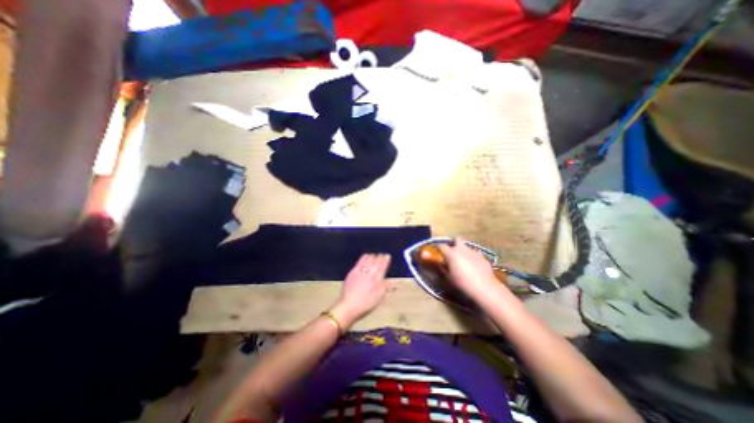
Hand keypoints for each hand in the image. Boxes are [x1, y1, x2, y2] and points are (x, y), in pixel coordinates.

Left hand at [331, 252, 388, 328]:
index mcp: (379, 278)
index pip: (383, 264)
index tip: (387, 256)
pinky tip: (366, 256)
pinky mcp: (354, 271)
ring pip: (369, 259)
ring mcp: (362, 271)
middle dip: (380, 257)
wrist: (350, 306)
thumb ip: (386, 286)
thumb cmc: (367, 304)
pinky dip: (364, 257)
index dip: (386, 259)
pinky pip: (360, 261)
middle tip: (382, 255)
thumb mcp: (380, 296)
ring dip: (373, 256)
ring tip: (374, 255)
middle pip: (376, 260)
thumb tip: (391, 280)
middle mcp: (371, 272)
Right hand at [440, 239, 501, 302]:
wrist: (484, 288)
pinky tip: (474, 266)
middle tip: (453, 251)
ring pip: (467, 247)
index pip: (442, 246)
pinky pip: (475, 254)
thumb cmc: (462, 283)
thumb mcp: (449, 278)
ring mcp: (473, 252)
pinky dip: (473, 258)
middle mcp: (462, 249)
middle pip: (457, 239)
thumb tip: (440, 264)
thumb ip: (443, 269)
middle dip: (454, 243)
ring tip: (464, 261)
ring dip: (464, 251)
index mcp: (451, 253)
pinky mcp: (482, 256)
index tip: (439, 253)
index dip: (440, 249)